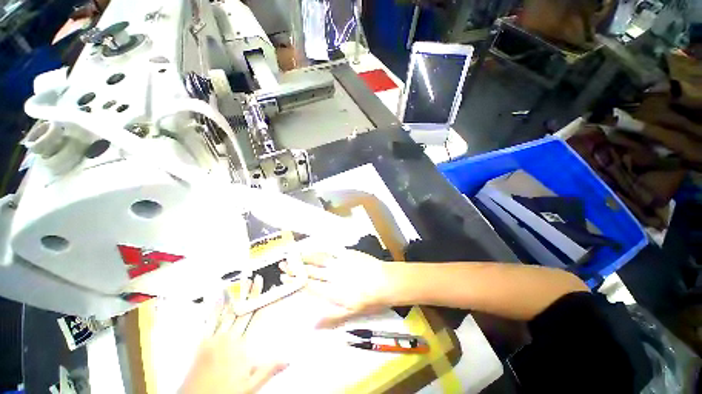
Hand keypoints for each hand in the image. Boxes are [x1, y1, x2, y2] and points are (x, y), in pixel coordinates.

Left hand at [180, 275, 286, 393]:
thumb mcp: (250, 387)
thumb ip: (268, 370)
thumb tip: (288, 359)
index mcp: (241, 347)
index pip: (256, 319)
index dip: (263, 303)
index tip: (270, 291)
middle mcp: (228, 338)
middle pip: (243, 311)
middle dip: (251, 294)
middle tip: (257, 279)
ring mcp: (213, 339)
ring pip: (227, 312)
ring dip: (235, 296)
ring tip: (241, 282)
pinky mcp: (202, 342)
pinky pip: (208, 322)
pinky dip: (213, 308)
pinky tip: (216, 298)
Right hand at [281, 249, 397, 327]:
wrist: (385, 281)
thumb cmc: (369, 299)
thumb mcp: (351, 314)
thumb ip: (330, 318)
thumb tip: (311, 324)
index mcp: (331, 290)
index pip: (309, 285)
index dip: (295, 281)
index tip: (284, 277)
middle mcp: (332, 275)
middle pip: (310, 271)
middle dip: (295, 267)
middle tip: (283, 263)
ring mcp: (339, 262)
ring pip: (318, 259)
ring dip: (305, 256)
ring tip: (294, 254)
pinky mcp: (347, 253)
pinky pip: (331, 250)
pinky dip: (321, 249)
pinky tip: (315, 248)